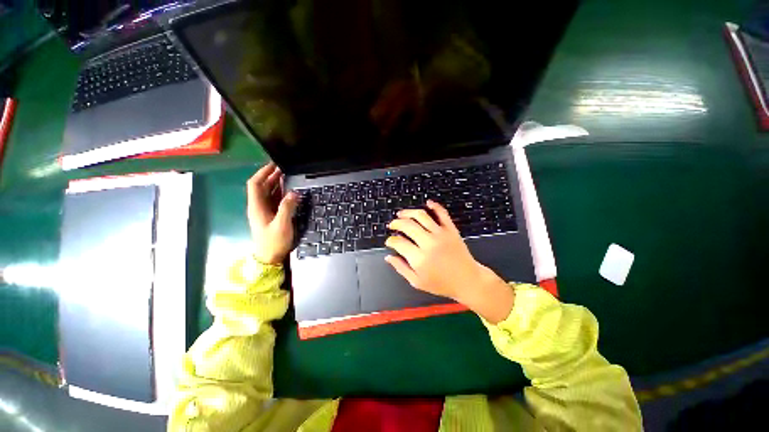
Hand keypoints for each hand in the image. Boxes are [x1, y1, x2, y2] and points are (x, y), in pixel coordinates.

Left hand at [247, 162, 298, 264]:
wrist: (270, 258)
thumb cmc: (273, 242)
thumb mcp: (282, 225)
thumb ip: (287, 208)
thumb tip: (294, 192)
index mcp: (257, 207)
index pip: (255, 184)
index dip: (262, 173)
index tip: (274, 164)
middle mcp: (259, 206)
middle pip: (261, 186)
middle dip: (271, 176)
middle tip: (284, 168)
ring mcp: (264, 211)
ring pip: (268, 192)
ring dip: (276, 183)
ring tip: (287, 175)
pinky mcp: (271, 215)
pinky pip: (274, 199)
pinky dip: (280, 192)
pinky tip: (288, 190)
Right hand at [384, 200, 484, 299]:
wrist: (468, 280)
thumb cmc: (442, 284)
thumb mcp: (417, 282)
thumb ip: (401, 268)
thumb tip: (388, 257)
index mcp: (419, 258)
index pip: (398, 243)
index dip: (390, 240)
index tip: (389, 241)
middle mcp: (429, 243)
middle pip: (407, 225)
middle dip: (396, 223)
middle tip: (392, 225)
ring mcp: (441, 234)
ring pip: (421, 216)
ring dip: (408, 212)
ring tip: (401, 214)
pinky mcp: (451, 229)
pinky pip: (442, 213)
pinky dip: (435, 206)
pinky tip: (427, 203)